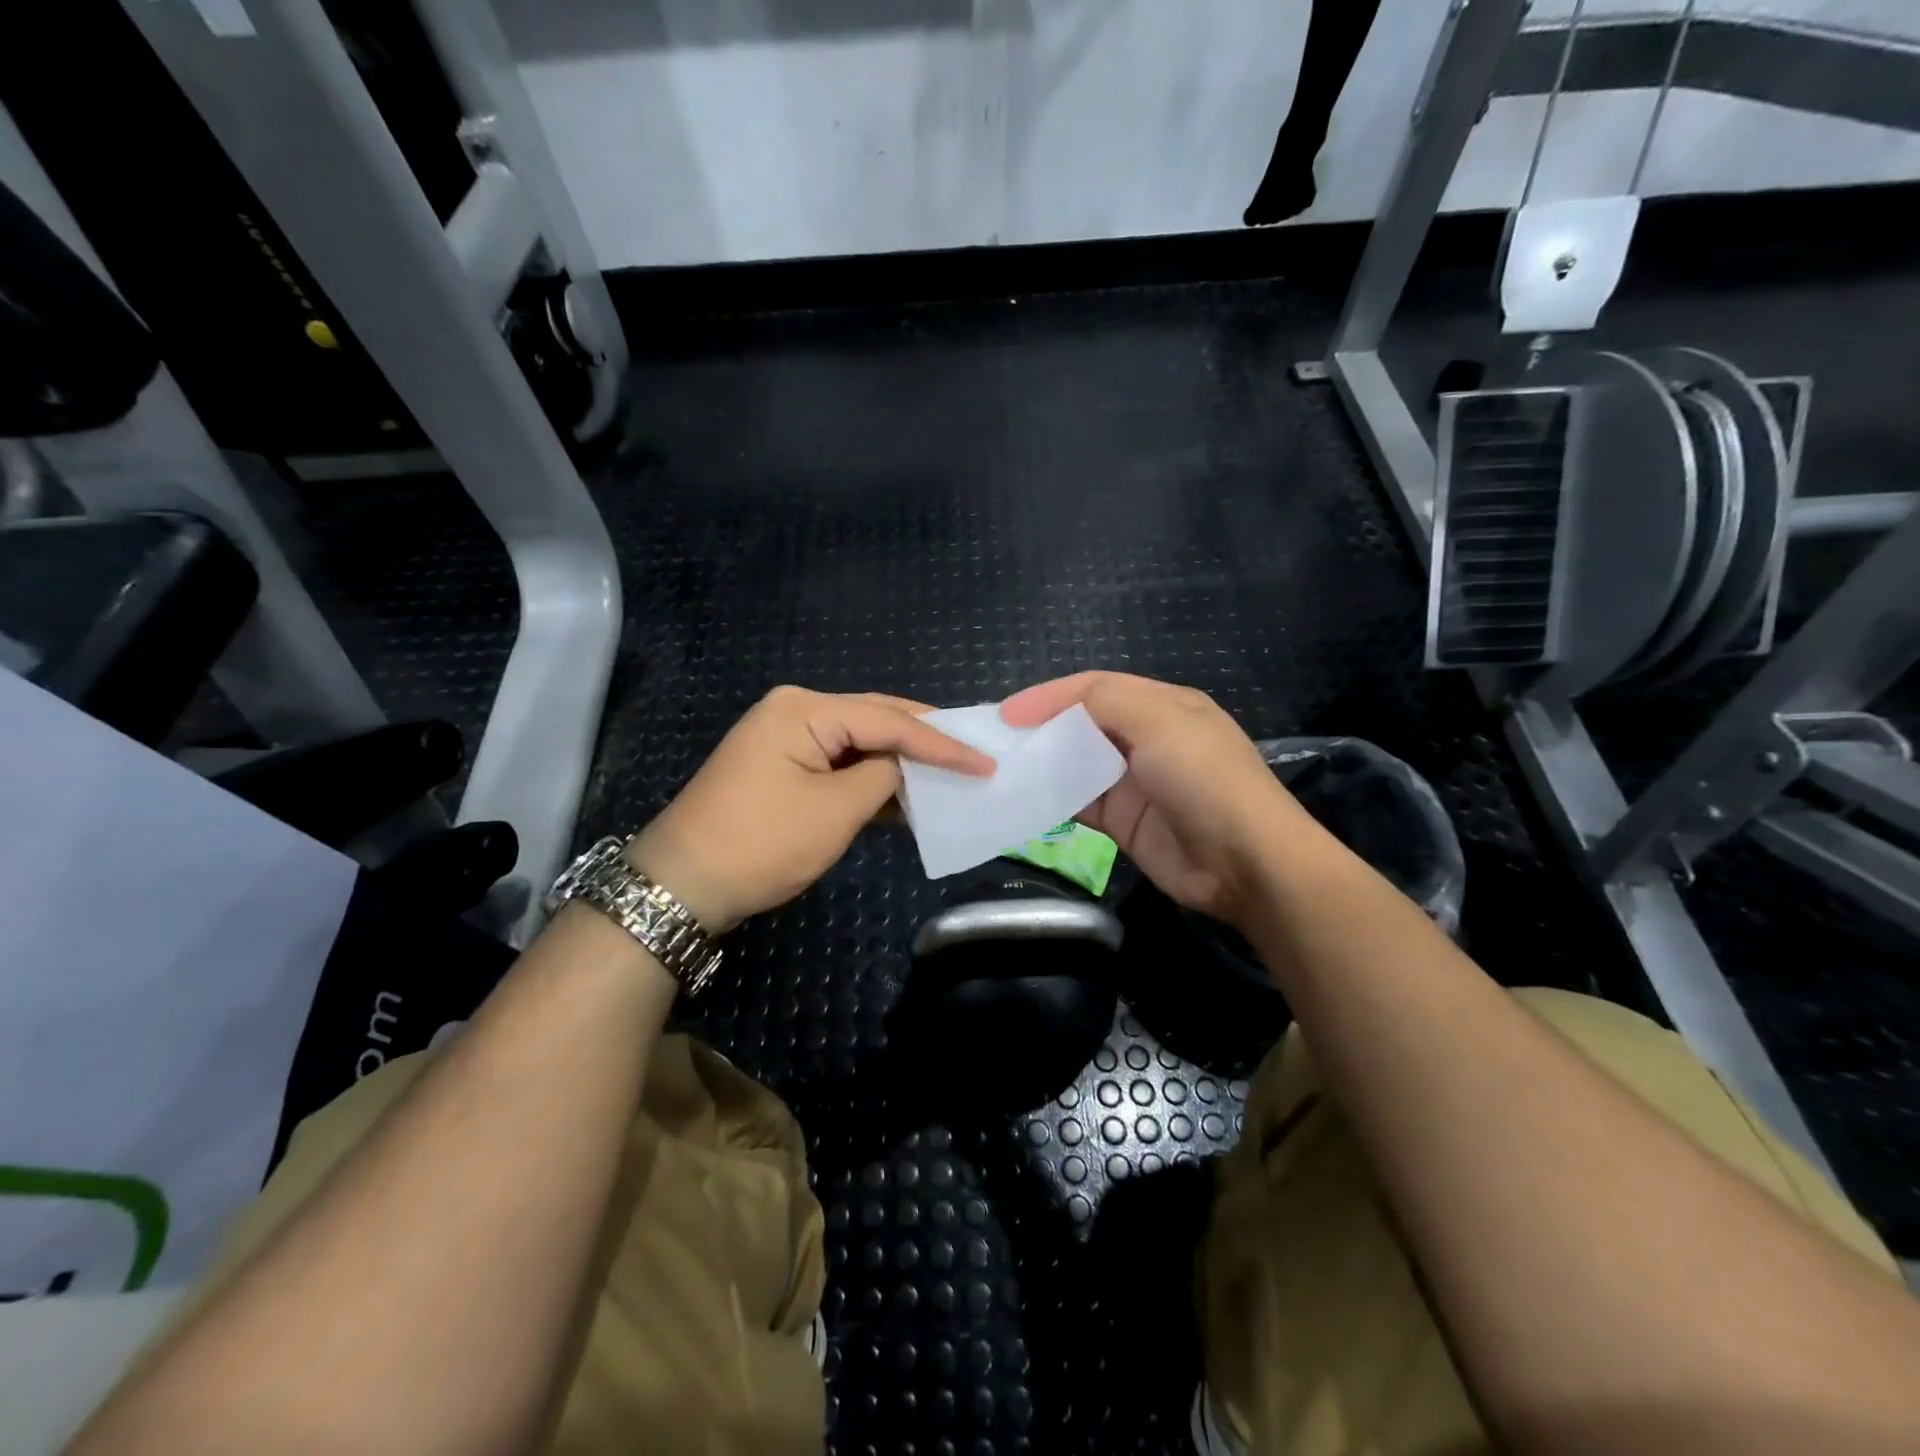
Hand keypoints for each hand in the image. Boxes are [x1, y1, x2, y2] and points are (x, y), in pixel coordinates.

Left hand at [626, 686, 993, 932]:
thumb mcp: (836, 811)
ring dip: (900, 763)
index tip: (986, 762)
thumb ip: (885, 778)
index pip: (890, 720)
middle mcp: (796, 711)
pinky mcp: (782, 767)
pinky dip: (872, 780)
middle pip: (875, 720)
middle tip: (974, 754)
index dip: (942, 744)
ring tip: (951, 774)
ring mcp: (786, 738)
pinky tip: (906, 797)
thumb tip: (908, 768)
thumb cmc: (762, 843)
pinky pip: (839, 764)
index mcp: (806, 709)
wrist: (681, 885)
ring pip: (859, 744)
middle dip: (924, 742)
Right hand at [1001, 672, 1325, 928]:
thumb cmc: (1204, 779)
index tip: (1008, 713)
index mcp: (1162, 705)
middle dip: (1042, 727)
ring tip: (1000, 767)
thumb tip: (1047, 706)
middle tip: (997, 740)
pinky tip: (1022, 800)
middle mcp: (1146, 738)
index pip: (1095, 687)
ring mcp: (1133, 782)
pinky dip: (1051, 799)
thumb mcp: (1160, 721)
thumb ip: (1104, 701)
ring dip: (1043, 764)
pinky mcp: (1123, 821)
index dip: (1050, 695)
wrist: (1245, 862)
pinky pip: (1078, 802)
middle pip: (1082, 723)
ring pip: (1076, 763)